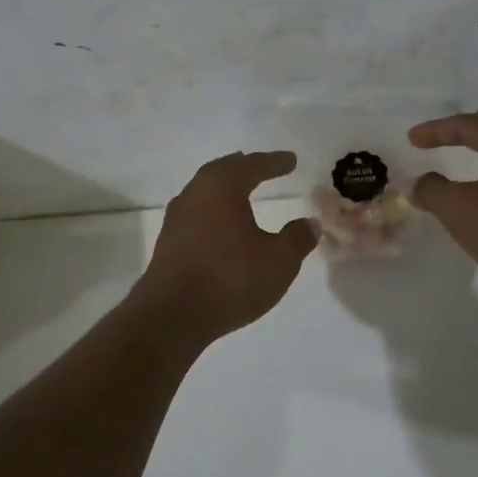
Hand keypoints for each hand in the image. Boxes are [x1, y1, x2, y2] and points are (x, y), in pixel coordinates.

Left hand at [133, 151, 318, 344]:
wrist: (171, 316)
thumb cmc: (230, 279)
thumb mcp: (279, 261)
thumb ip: (298, 238)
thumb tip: (310, 223)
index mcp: (222, 186)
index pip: (252, 165)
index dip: (274, 162)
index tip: (291, 160)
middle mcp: (195, 193)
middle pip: (222, 171)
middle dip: (244, 168)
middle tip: (261, 167)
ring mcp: (176, 218)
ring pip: (205, 192)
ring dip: (226, 189)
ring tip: (242, 193)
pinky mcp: (168, 243)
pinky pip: (197, 214)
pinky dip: (214, 211)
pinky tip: (222, 226)